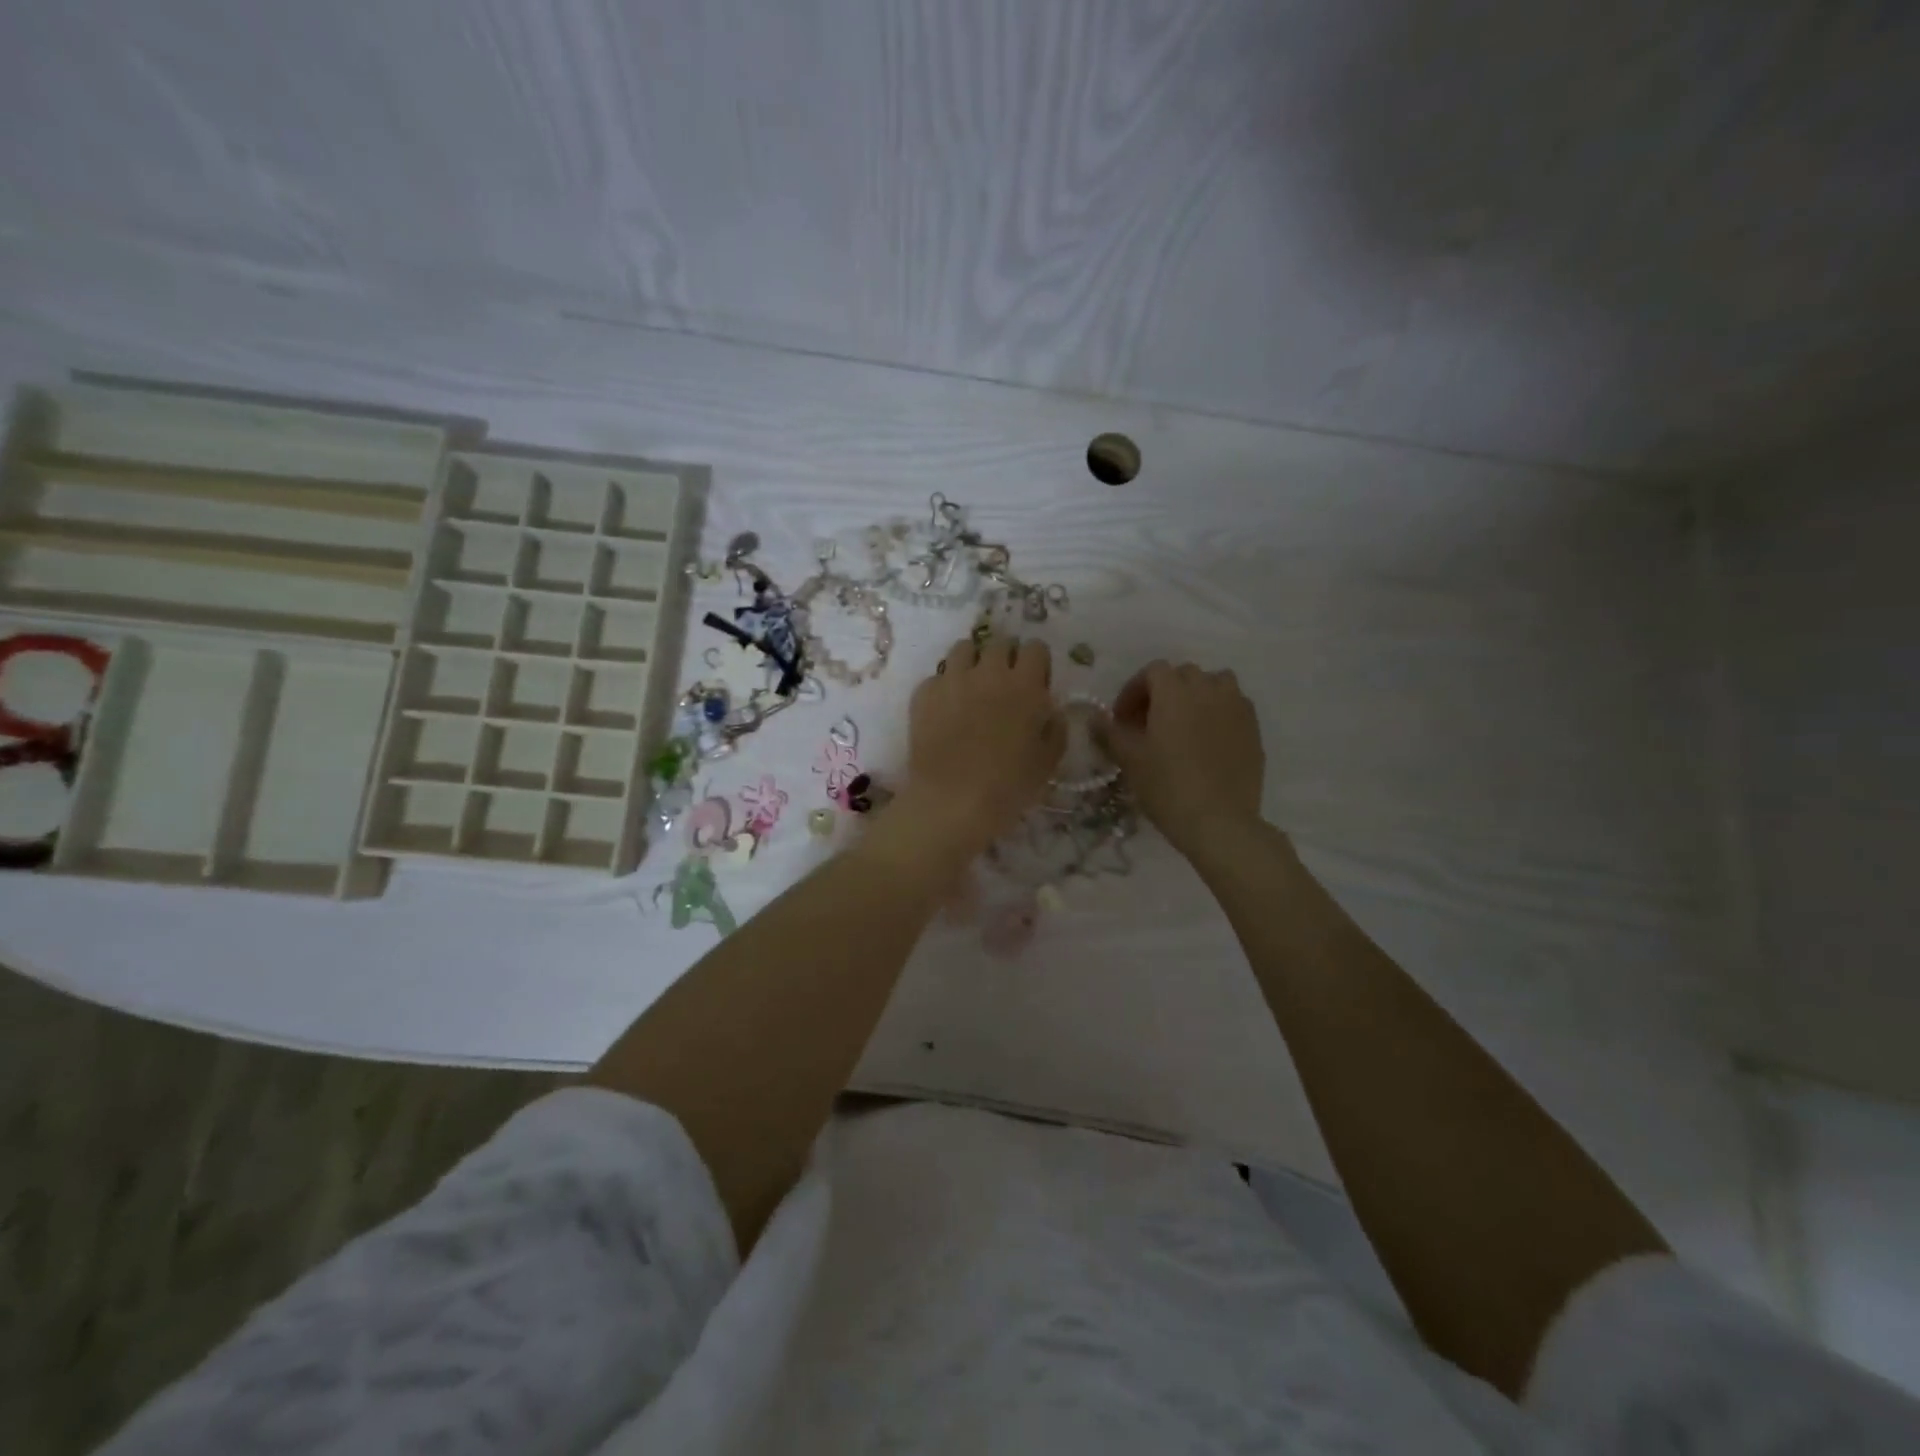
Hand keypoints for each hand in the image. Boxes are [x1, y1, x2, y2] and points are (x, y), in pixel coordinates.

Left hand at [898, 634, 1063, 857]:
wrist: (952, 802)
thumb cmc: (1009, 786)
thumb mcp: (1048, 761)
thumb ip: (1055, 728)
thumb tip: (1051, 711)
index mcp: (1025, 685)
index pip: (1036, 648)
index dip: (1036, 664)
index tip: (1034, 683)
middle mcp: (988, 672)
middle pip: (999, 643)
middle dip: (1005, 658)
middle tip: (1003, 685)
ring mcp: (952, 679)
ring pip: (964, 648)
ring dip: (972, 662)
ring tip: (972, 687)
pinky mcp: (924, 693)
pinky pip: (937, 676)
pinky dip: (944, 686)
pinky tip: (945, 709)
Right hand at [1098, 661, 1264, 859]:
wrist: (1218, 820)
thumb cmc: (1166, 785)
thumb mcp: (1129, 759)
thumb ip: (1109, 732)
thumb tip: (1094, 718)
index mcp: (1174, 691)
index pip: (1152, 671)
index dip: (1133, 690)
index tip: (1122, 718)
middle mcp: (1208, 689)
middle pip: (1183, 675)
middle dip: (1164, 691)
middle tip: (1149, 722)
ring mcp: (1236, 707)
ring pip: (1215, 684)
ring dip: (1197, 695)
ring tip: (1185, 724)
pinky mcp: (1254, 729)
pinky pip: (1234, 706)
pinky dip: (1219, 712)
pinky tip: (1208, 740)